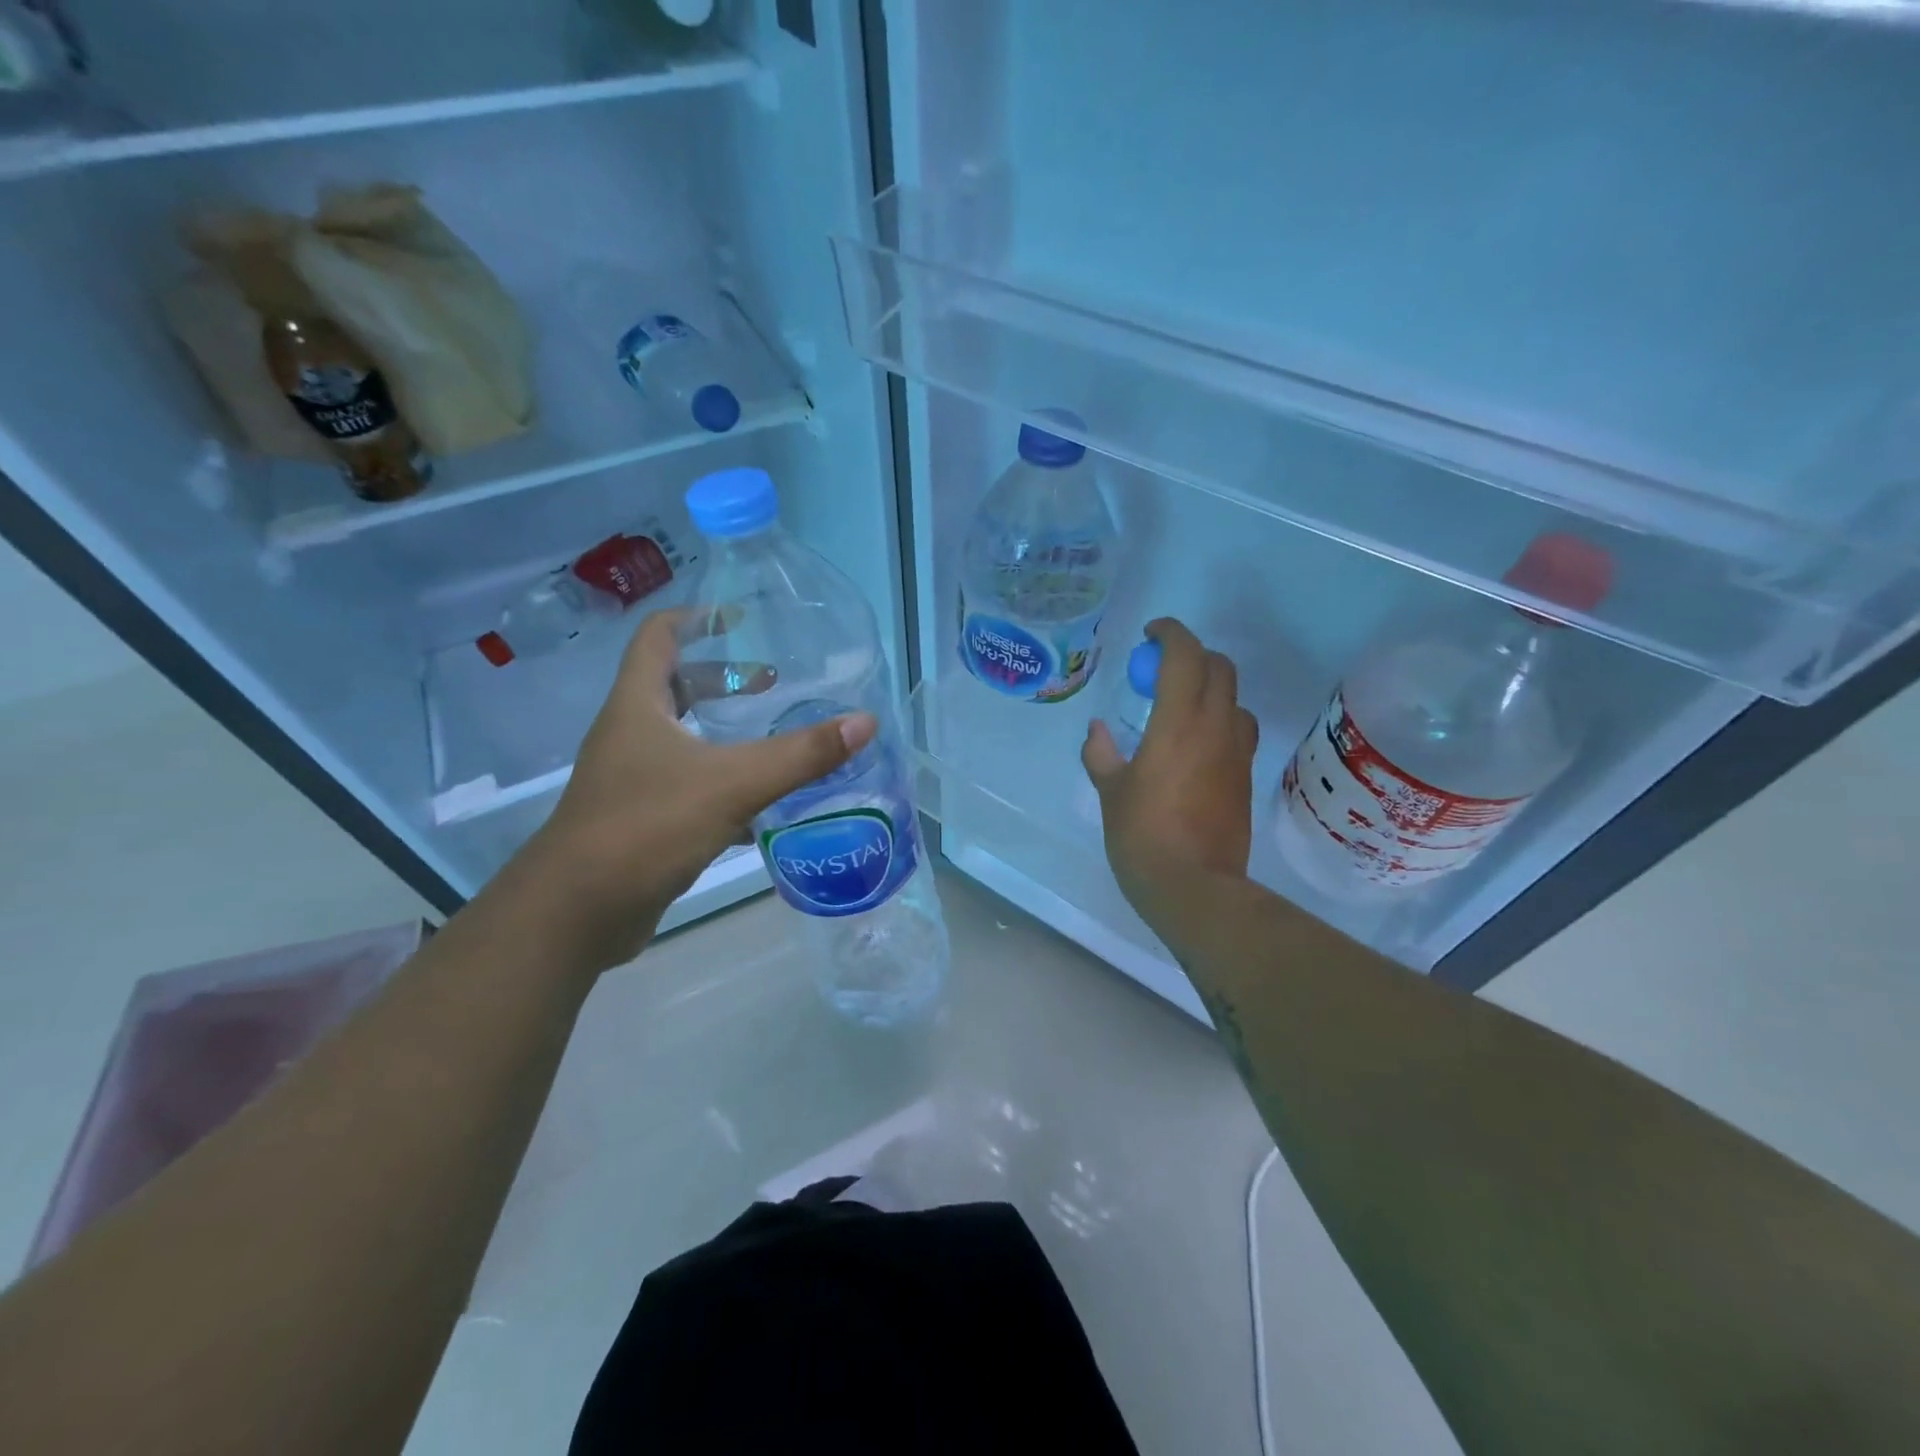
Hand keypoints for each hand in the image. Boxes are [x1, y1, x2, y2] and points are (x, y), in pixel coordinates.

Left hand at [514, 609, 875, 970]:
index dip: (697, 618)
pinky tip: (760, 805)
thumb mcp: (733, 783)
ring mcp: (632, 780)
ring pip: (682, 739)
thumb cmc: (647, 827)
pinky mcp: (641, 821)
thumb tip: (865, 722)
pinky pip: (688, 786)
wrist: (577, 913)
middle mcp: (629, 735)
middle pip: (673, 687)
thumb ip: (801, 754)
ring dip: (724, 732)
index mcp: (637, 706)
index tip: (741, 618)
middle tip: (772, 684)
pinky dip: (723, 783)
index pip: (658, 637)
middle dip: (722, 679)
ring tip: (773, 736)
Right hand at [1082, 618, 1258, 919]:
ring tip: (1182, 706)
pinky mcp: (1245, 778)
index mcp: (1179, 723)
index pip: (1186, 656)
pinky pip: (1239, 731)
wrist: (1195, 888)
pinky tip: (1196, 744)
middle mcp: (1216, 728)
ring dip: (1212, 688)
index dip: (1170, 634)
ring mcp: (1237, 754)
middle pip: (1220, 668)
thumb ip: (1102, 754)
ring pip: (1236, 699)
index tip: (1151, 634)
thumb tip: (1097, 731)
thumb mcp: (1111, 793)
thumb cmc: (1143, 836)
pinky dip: (1220, 720)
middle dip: (1194, 655)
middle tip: (1162, 669)